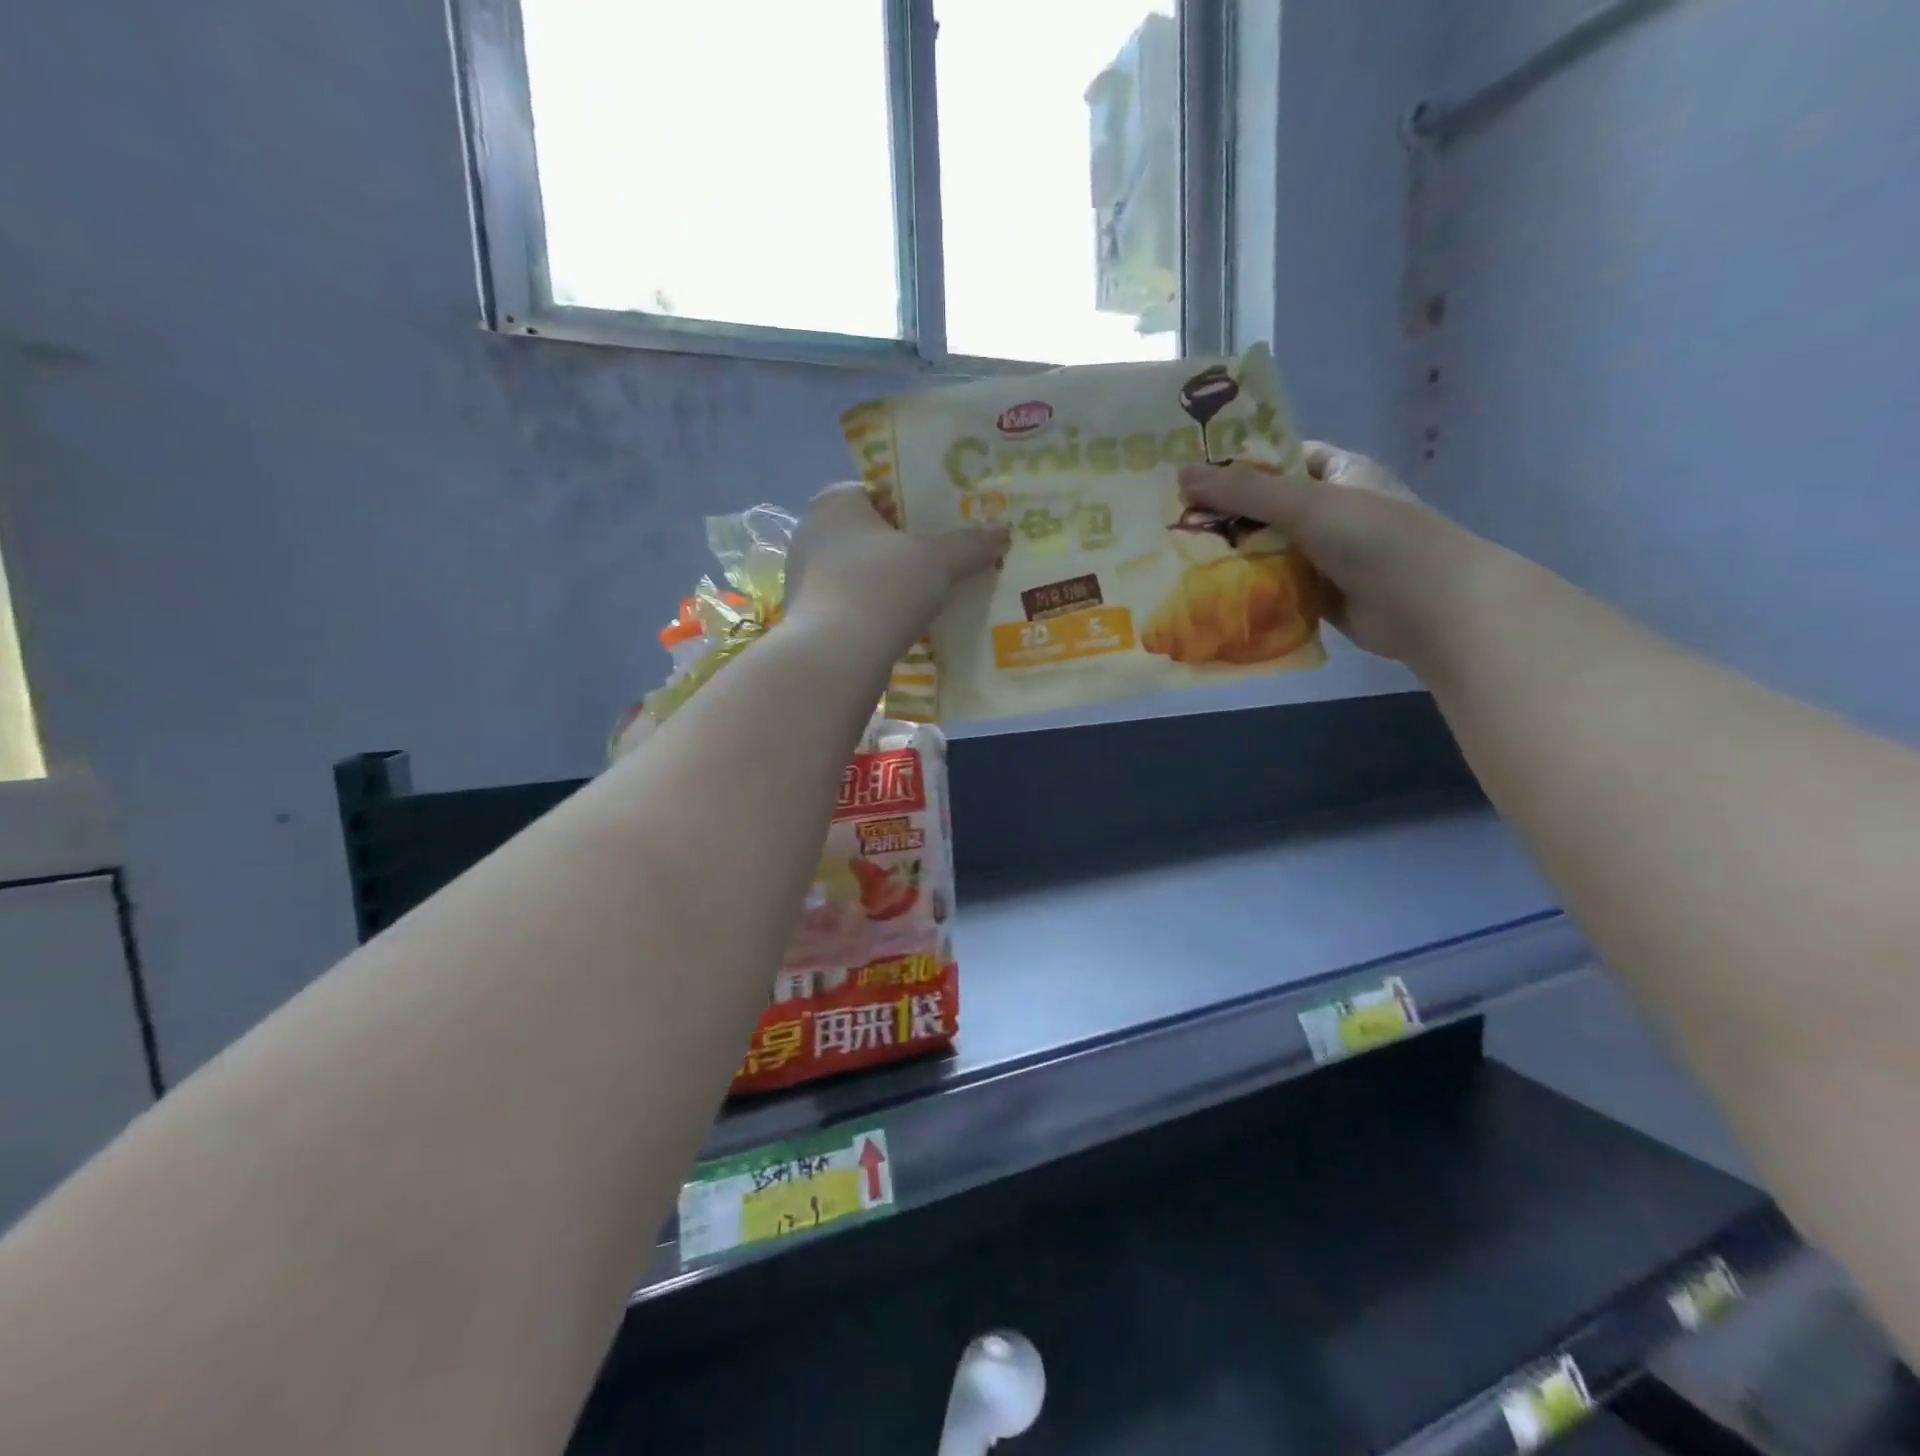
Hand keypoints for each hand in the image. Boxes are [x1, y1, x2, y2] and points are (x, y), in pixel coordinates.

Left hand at [786, 484, 1008, 658]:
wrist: (835, 659)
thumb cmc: (882, 589)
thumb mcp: (937, 561)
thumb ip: (970, 544)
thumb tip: (1003, 532)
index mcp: (835, 503)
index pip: (880, 490)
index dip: (915, 502)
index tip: (945, 520)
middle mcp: (813, 533)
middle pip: (873, 532)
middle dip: (908, 545)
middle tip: (948, 555)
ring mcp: (808, 578)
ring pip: (864, 570)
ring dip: (895, 580)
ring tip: (936, 591)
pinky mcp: (811, 617)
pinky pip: (855, 602)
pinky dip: (880, 608)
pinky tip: (909, 622)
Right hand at [1178, 444, 1504, 666]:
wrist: (1432, 607)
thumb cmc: (1375, 538)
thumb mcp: (1306, 504)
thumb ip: (1244, 492)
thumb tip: (1180, 474)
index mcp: (1339, 472)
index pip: (1279, 459)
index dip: (1237, 464)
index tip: (1189, 476)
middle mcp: (1333, 509)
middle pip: (1267, 507)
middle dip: (1225, 517)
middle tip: (1171, 523)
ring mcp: (1327, 554)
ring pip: (1269, 549)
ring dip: (1233, 557)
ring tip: (1178, 559)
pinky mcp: (1320, 593)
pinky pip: (1277, 586)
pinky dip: (1251, 589)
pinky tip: (1211, 594)